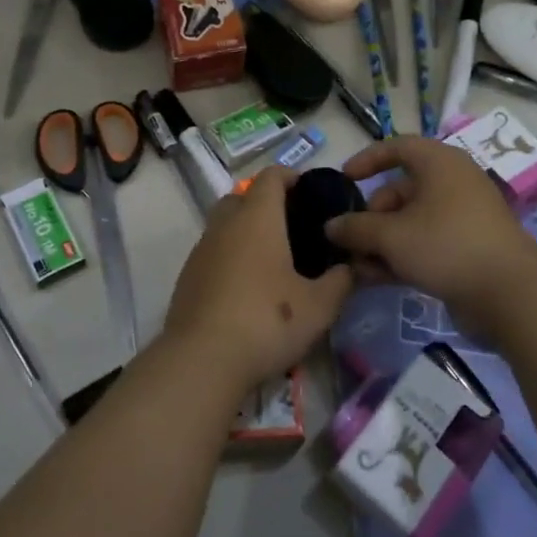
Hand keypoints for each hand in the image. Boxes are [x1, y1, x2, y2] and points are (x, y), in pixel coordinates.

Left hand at [162, 166, 353, 395]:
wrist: (202, 359)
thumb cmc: (267, 321)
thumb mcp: (319, 306)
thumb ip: (340, 281)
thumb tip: (349, 267)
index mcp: (257, 218)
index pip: (271, 177)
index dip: (291, 176)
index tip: (310, 191)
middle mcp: (225, 225)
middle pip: (242, 197)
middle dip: (265, 203)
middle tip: (292, 227)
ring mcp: (201, 250)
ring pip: (224, 225)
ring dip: (245, 232)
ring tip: (272, 261)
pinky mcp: (187, 277)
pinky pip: (212, 253)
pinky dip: (229, 258)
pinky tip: (246, 288)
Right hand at [325, 136, 536, 333]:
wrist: (510, 294)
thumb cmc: (446, 245)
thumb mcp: (392, 235)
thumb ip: (356, 228)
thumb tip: (331, 227)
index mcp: (439, 163)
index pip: (398, 147)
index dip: (368, 160)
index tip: (344, 180)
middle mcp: (452, 184)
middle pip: (400, 191)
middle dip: (370, 216)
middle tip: (349, 240)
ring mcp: (461, 218)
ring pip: (411, 222)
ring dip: (380, 242)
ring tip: (356, 267)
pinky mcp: (466, 249)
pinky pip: (425, 244)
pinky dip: (401, 256)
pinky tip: (376, 279)